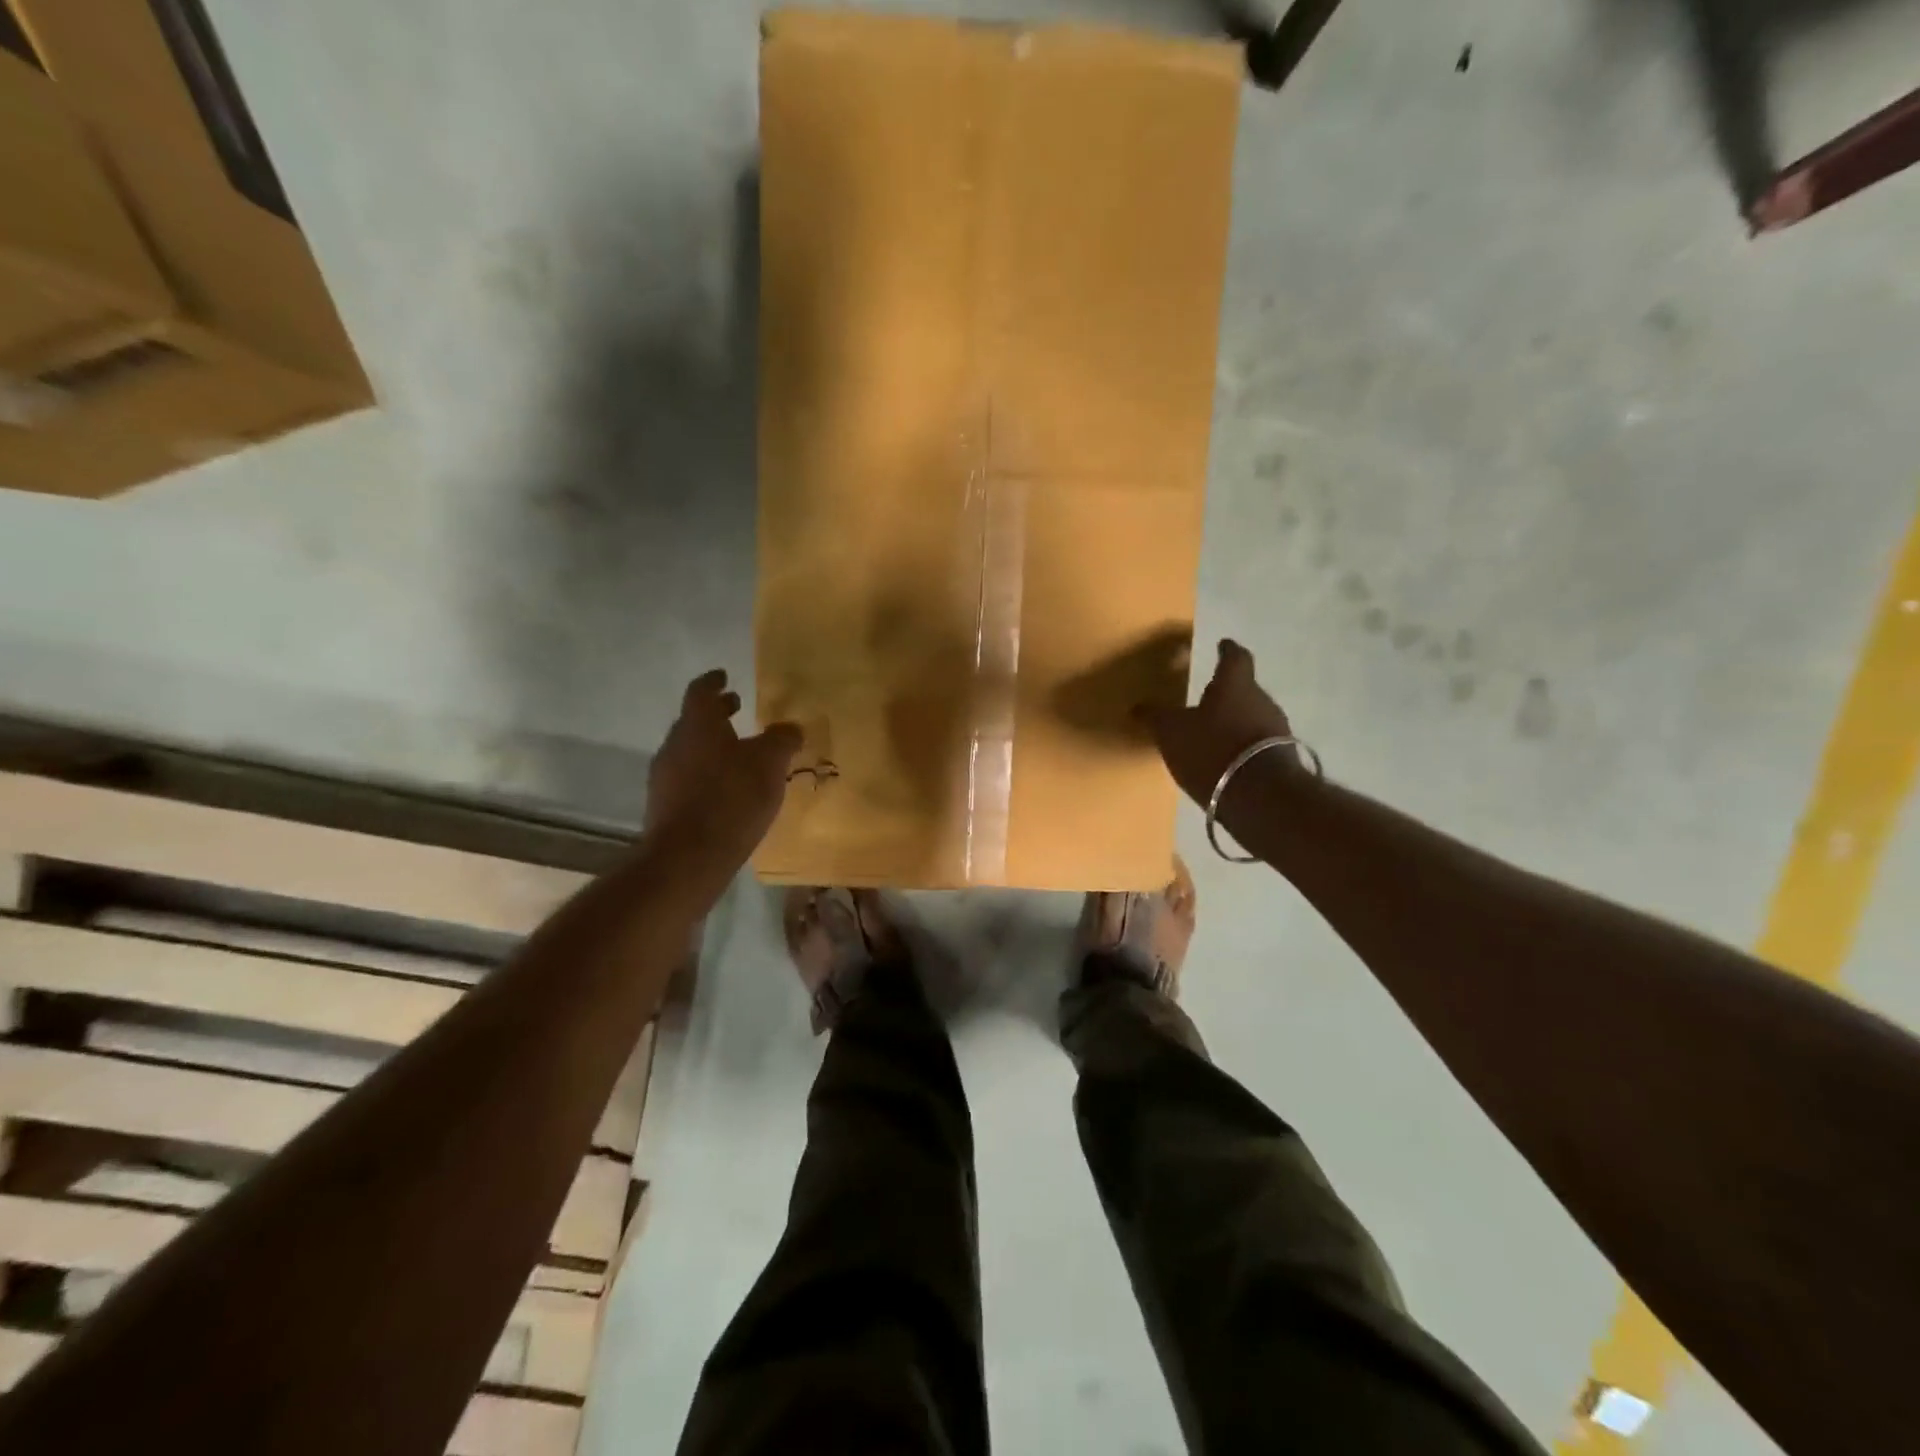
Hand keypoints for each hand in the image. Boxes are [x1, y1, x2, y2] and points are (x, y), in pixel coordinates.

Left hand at [646, 670, 801, 860]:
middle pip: (694, 721)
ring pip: (690, 750)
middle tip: (736, 707)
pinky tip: (727, 789)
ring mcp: (665, 776)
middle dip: (716, 714)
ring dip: (712, 745)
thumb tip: (790, 727)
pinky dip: (707, 772)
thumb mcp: (770, 763)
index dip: (714, 682)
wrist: (688, 857)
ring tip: (738, 752)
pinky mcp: (664, 806)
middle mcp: (675, 744)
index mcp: (697, 725)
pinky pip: (688, 777)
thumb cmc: (732, 798)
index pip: (701, 692)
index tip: (724, 676)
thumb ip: (782, 739)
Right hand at [1138, 639, 1296, 806]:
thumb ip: (1155, 717)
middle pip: (1246, 689)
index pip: (1235, 657)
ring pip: (1253, 717)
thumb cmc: (1211, 749)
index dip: (1227, 650)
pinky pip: (1258, 745)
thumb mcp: (1171, 732)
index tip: (1223, 644)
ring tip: (1214, 733)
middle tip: (1208, 697)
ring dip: (1236, 722)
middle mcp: (1262, 701)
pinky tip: (1226, 760)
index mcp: (1236, 685)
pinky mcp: (1282, 760)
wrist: (1260, 797)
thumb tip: (1138, 706)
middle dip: (1228, 692)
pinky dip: (1242, 747)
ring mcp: (1277, 731)